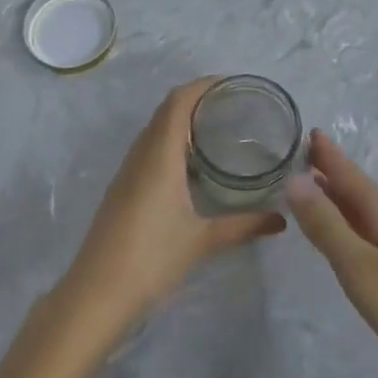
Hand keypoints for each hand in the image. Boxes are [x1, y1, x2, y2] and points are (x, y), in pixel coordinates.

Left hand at [60, 78, 285, 331]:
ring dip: (180, 121)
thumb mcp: (203, 240)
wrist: (96, 293)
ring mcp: (126, 172)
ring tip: (215, 129)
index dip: (203, 85)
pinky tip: (189, 164)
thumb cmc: (151, 258)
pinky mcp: (121, 189)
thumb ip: (243, 225)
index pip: (178, 102)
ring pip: (154, 130)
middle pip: (165, 111)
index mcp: (160, 155)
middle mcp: (140, 155)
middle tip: (232, 106)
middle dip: (196, 99)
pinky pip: (147, 150)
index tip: (232, 84)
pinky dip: (169, 142)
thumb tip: (281, 220)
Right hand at [286, 131, 377, 377]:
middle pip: (360, 187)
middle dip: (333, 172)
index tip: (309, 131)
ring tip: (319, 189)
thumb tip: (295, 179)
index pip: (349, 173)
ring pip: (371, 207)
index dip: (327, 155)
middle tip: (304, 158)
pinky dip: (358, 217)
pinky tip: (353, 231)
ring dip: (344, 195)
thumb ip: (326, 224)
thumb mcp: (358, 267)